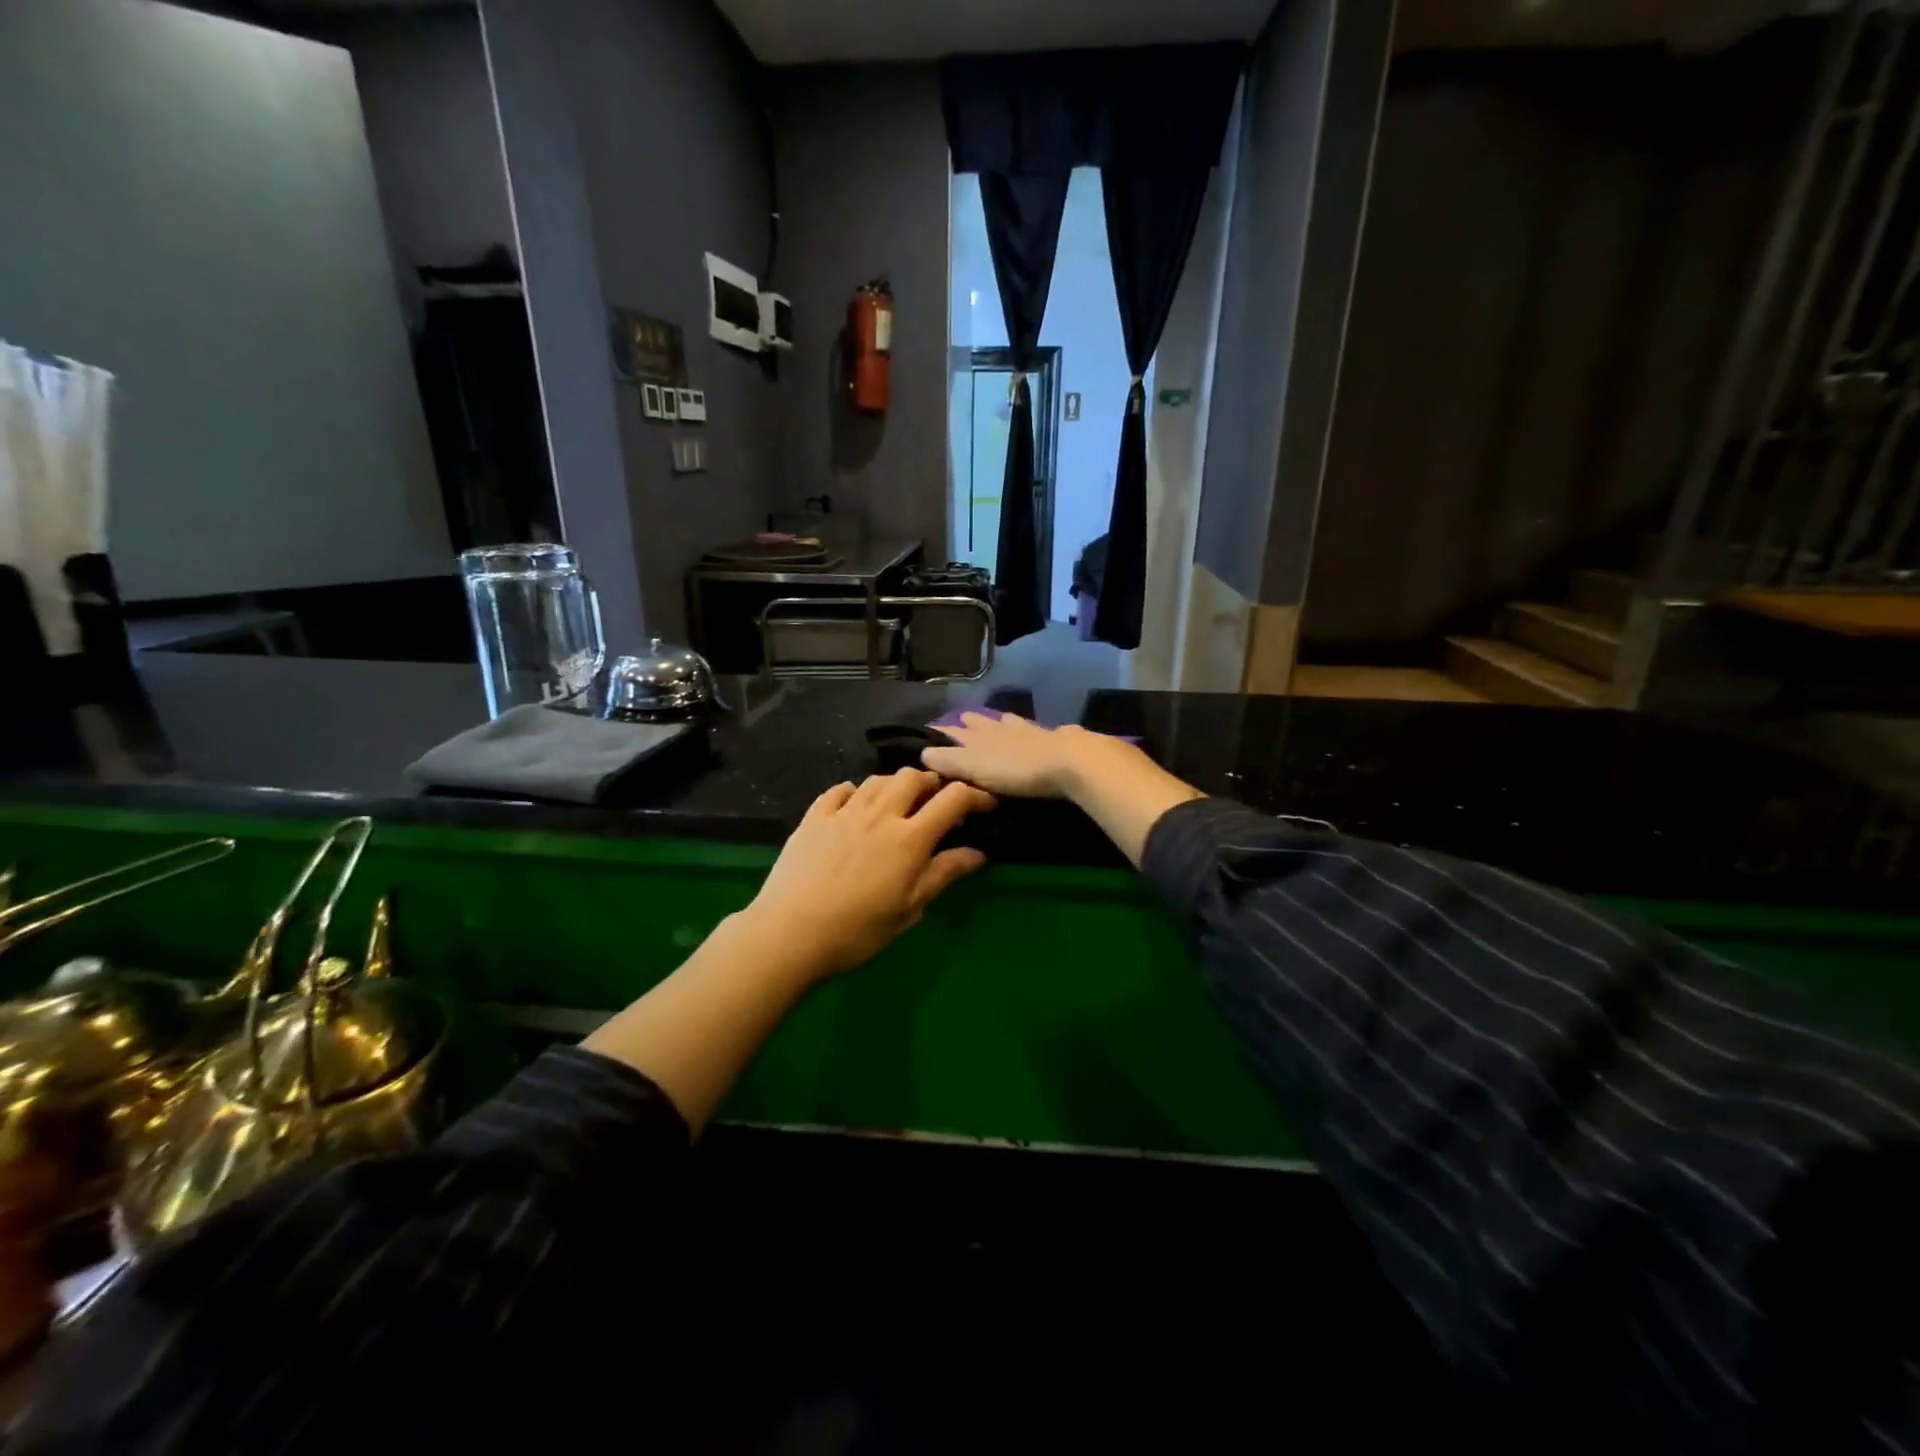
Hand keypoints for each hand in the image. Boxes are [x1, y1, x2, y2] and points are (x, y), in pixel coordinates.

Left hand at [741, 768, 994, 979]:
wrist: (791, 932)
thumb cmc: (858, 930)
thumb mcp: (910, 908)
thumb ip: (944, 874)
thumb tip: (978, 854)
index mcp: (910, 838)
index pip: (952, 800)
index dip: (975, 796)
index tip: (985, 804)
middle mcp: (880, 814)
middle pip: (913, 777)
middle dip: (931, 783)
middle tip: (936, 801)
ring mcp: (844, 812)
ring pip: (877, 780)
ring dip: (895, 785)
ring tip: (898, 803)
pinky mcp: (814, 817)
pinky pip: (839, 790)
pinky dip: (855, 792)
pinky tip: (854, 805)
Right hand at [920, 712, 1144, 798]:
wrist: (1069, 761)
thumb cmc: (1016, 769)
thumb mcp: (975, 767)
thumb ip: (950, 760)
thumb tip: (923, 753)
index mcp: (981, 736)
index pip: (956, 733)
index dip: (944, 734)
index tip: (933, 731)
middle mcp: (1002, 728)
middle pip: (983, 724)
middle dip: (972, 724)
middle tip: (963, 720)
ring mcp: (1030, 731)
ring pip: (1009, 723)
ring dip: (1000, 722)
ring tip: (997, 720)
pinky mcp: (1055, 738)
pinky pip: (1036, 730)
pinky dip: (1029, 730)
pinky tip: (1036, 730)